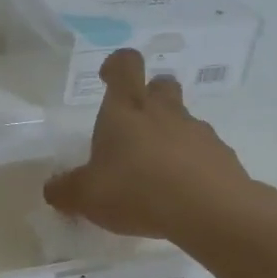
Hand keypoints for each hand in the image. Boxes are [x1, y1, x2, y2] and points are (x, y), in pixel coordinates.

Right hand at [43, 48, 262, 245]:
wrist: (211, 212)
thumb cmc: (136, 190)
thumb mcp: (86, 196)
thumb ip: (65, 190)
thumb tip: (53, 189)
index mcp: (125, 110)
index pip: (125, 64)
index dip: (116, 65)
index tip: (107, 78)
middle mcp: (163, 112)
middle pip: (161, 84)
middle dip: (149, 95)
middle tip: (134, 125)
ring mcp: (198, 132)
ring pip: (184, 119)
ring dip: (170, 134)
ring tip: (156, 170)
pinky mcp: (223, 157)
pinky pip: (204, 151)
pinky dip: (192, 163)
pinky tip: (181, 192)